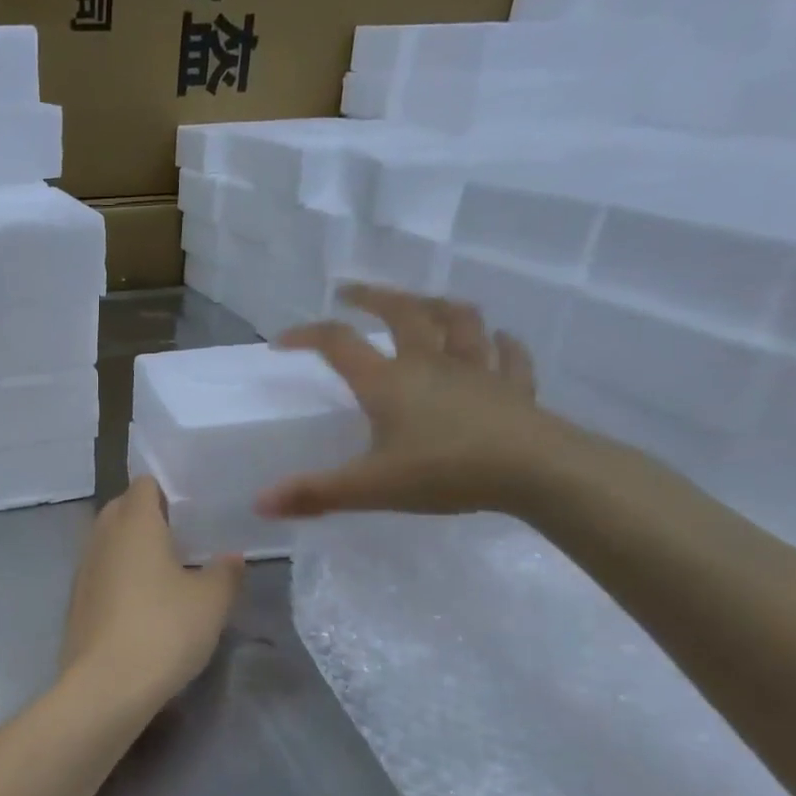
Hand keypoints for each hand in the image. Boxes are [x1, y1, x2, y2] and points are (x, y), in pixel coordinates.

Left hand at [61, 477, 243, 714]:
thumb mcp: (211, 602)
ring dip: (130, 548)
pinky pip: (99, 572)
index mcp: (134, 523)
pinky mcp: (76, 601)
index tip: (190, 510)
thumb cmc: (164, 630)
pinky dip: (117, 576)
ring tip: (164, 571)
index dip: (166, 491)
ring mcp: (83, 569)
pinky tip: (140, 602)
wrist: (106, 685)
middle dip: (147, 516)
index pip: (144, 484)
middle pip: (121, 508)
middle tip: (181, 538)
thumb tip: (232, 557)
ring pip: (107, 541)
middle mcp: (102, 537)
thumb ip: (225, 573)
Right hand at [256, 283, 571, 518]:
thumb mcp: (369, 488)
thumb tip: (259, 503)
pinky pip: (510, 355)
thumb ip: (314, 493)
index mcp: (387, 381)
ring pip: (459, 322)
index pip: (338, 343)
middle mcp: (429, 364)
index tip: (282, 340)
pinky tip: (500, 340)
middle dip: (374, 297)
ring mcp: (477, 370)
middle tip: (352, 292)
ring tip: (423, 304)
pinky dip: (502, 344)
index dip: (307, 335)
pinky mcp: (514, 387)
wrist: (537, 472)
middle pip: (402, 312)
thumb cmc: (445, 472)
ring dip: (438, 306)